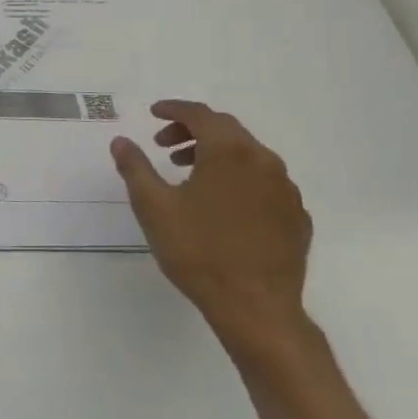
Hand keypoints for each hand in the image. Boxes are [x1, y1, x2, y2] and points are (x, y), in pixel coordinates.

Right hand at [110, 99, 313, 357]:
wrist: (256, 308)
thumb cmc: (198, 251)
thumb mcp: (153, 207)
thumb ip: (135, 168)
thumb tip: (121, 141)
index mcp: (229, 153)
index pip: (200, 115)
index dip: (174, 110)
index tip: (153, 113)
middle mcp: (264, 161)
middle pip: (227, 130)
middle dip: (192, 131)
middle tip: (163, 146)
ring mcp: (287, 190)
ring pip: (248, 155)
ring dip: (216, 154)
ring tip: (188, 174)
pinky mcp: (297, 216)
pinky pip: (265, 183)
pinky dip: (239, 179)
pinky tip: (221, 204)